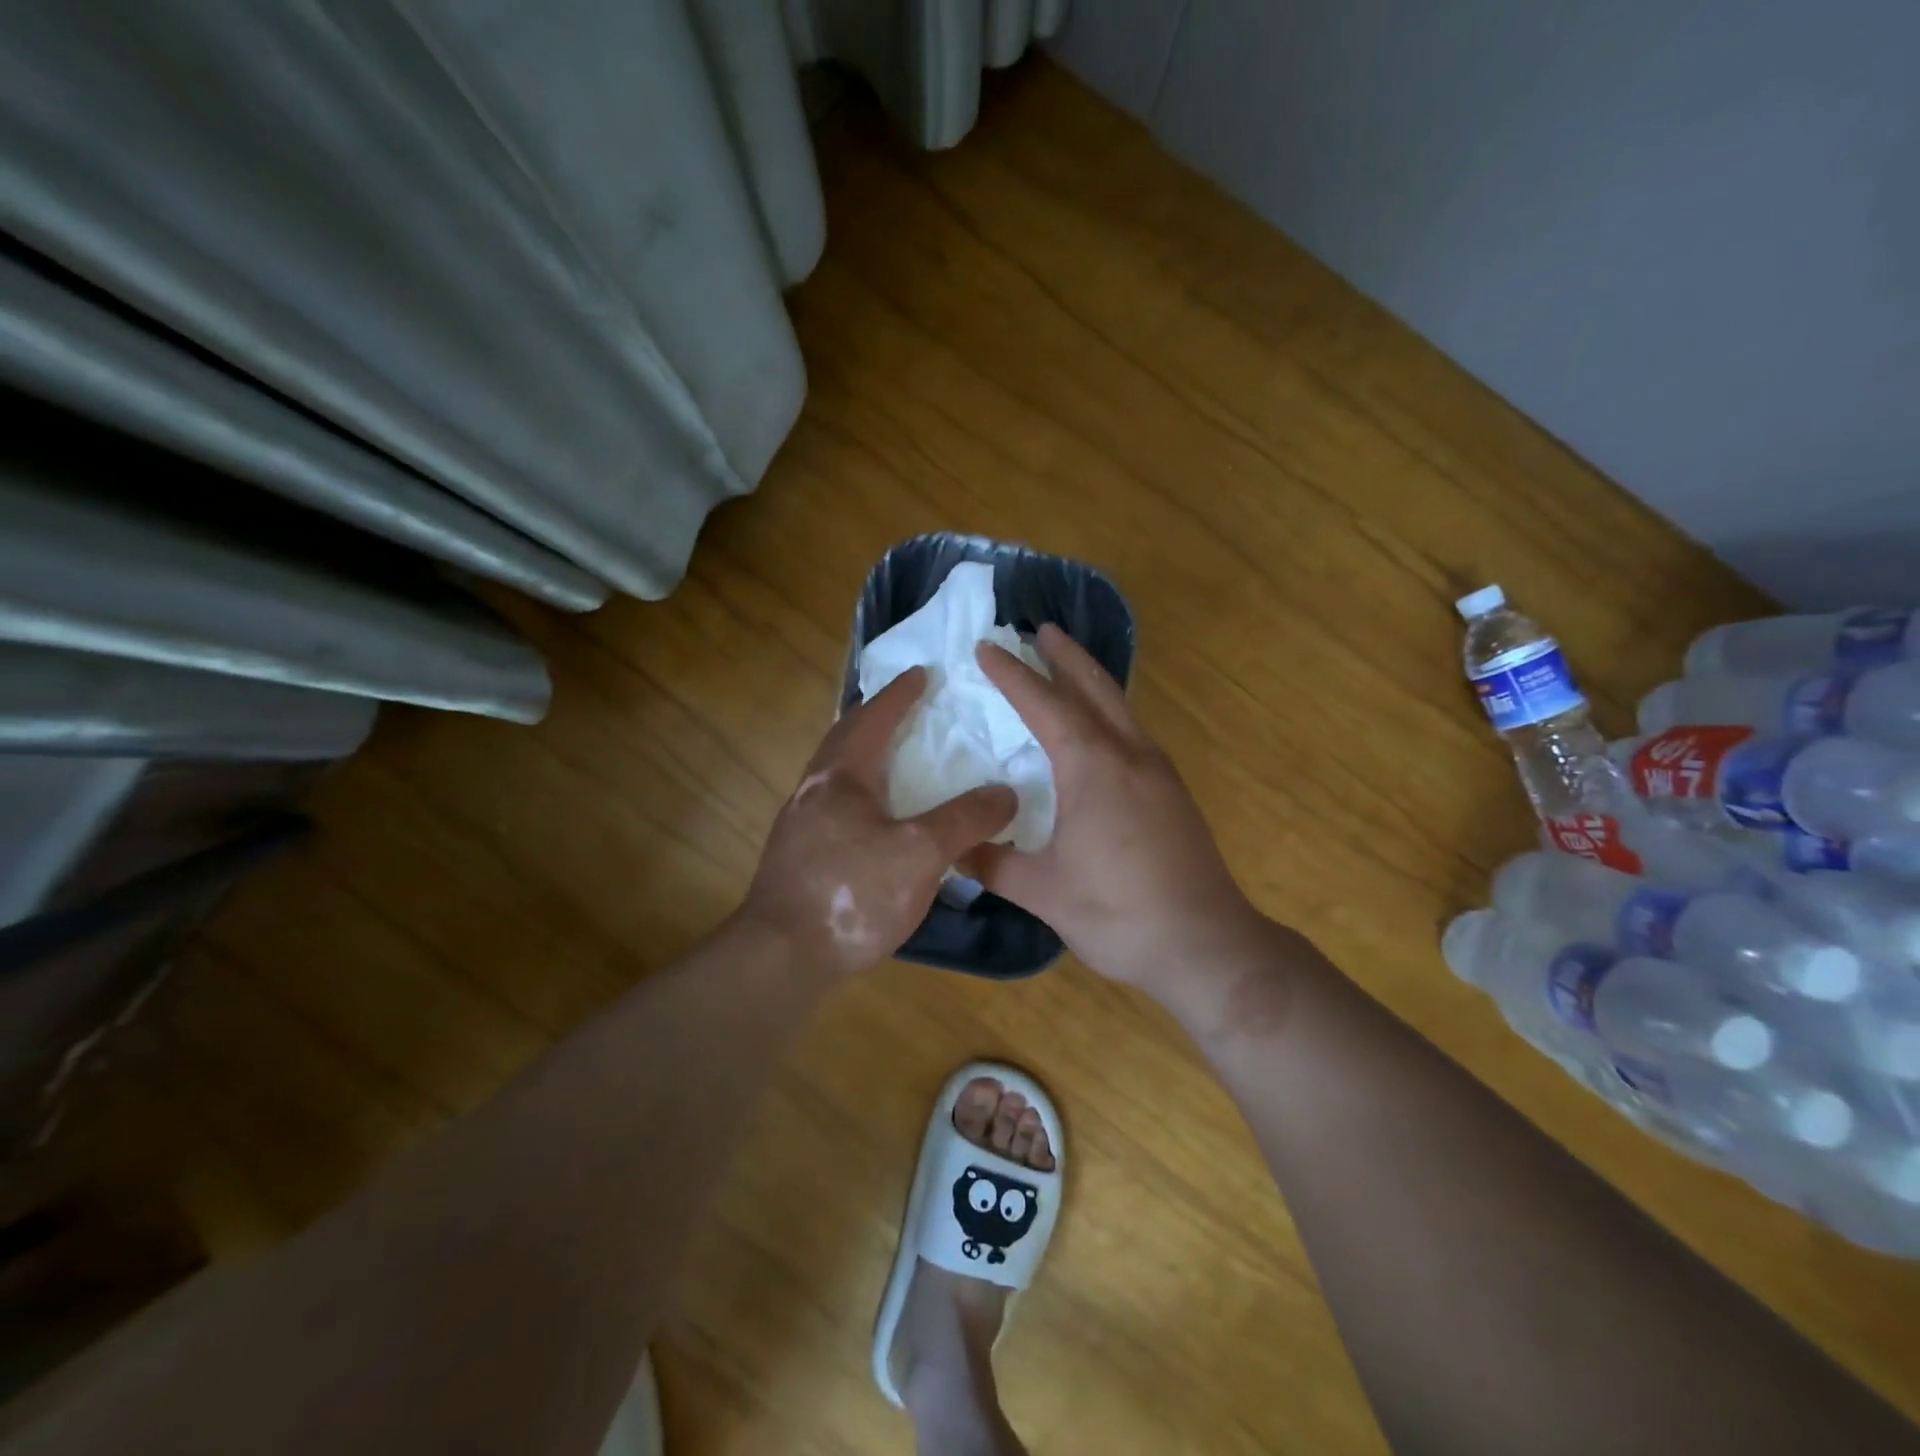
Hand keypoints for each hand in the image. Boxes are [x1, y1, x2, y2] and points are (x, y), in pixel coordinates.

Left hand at [742, 668, 1016, 974]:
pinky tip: (878, 818)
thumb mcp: (921, 853)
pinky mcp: (799, 855)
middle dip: (875, 717)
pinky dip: (860, 792)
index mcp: (841, 775)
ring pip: (836, 773)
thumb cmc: (853, 892)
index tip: (923, 674)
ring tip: (896, 759)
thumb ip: (965, 820)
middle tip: (907, 709)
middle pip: (845, 737)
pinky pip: (835, 804)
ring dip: (864, 755)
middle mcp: (815, 789)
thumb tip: (1006, 793)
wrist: (782, 956)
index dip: (900, 694)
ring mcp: (800, 823)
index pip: (874, 717)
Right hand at [966, 626, 1269, 998]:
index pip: (1045, 705)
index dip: (1013, 675)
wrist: (1206, 945)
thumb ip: (993, 863)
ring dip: (1090, 680)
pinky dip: (1108, 711)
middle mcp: (1129, 755)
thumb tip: (951, 848)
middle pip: (1094, 688)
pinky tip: (1099, 730)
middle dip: (1065, 656)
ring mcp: (1158, 771)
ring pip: (1119, 707)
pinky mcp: (1173, 792)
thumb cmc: (1118, 914)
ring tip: (1066, 665)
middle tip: (1040, 630)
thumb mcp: (1043, 892)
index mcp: (1093, 768)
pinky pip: (1133, 732)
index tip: (987, 647)